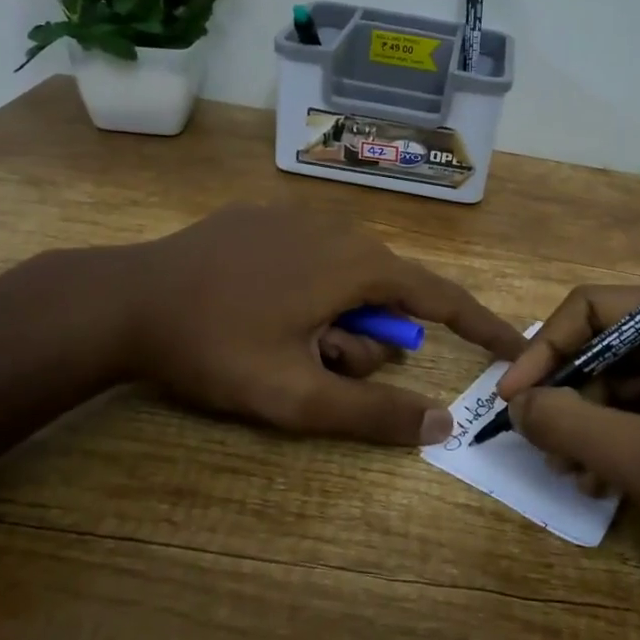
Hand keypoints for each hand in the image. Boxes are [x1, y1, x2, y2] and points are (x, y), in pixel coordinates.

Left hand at [105, 203, 524, 445]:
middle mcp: (339, 228)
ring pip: (345, 278)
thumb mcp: (297, 397)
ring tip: (277, 342)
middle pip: (385, 296)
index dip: (481, 326)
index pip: (441, 297)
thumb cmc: (217, 348)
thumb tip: (444, 424)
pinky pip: (310, 259)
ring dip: (329, 320)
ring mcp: (297, 216)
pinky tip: (254, 308)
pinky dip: (304, 292)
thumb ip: (374, 414)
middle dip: (363, 341)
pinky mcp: (262, 216)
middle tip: (314, 367)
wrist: (125, 300)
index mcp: (358, 264)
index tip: (514, 347)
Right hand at [495, 288, 639, 583]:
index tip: (511, 397)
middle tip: (542, 445)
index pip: (595, 307)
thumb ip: (567, 422)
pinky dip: (620, 441)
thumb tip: (515, 403)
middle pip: (609, 346)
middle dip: (570, 397)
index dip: (545, 349)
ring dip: (591, 425)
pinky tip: (602, 482)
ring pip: (626, 383)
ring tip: (572, 473)